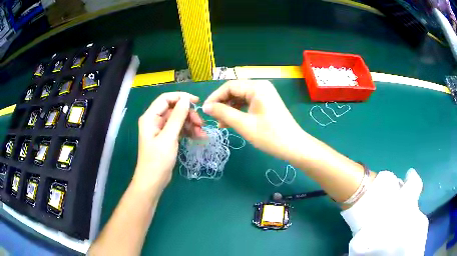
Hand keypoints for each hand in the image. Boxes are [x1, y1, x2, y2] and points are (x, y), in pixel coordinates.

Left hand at [133, 92, 204, 194]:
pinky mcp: (167, 138)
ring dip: (190, 124)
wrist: (153, 181)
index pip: (166, 99)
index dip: (181, 97)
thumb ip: (177, 117)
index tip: (197, 102)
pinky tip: (199, 137)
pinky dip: (188, 131)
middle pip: (174, 109)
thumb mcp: (168, 137)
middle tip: (201, 123)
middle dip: (188, 114)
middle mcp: (154, 120)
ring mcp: (161, 129)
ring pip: (178, 119)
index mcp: (150, 117)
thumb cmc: (158, 160)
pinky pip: (179, 129)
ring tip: (202, 133)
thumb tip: (185, 99)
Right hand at [202, 80, 306, 161]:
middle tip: (212, 118)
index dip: (215, 97)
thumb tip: (206, 107)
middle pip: (234, 90)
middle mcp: (261, 86)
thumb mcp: (244, 124)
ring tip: (221, 123)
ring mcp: (265, 94)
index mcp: (257, 87)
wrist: (294, 147)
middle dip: (222, 103)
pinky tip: (231, 122)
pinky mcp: (266, 103)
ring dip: (229, 108)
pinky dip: (238, 111)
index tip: (204, 110)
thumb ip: (223, 113)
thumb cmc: (270, 136)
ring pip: (240, 97)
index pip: (229, 86)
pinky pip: (247, 103)